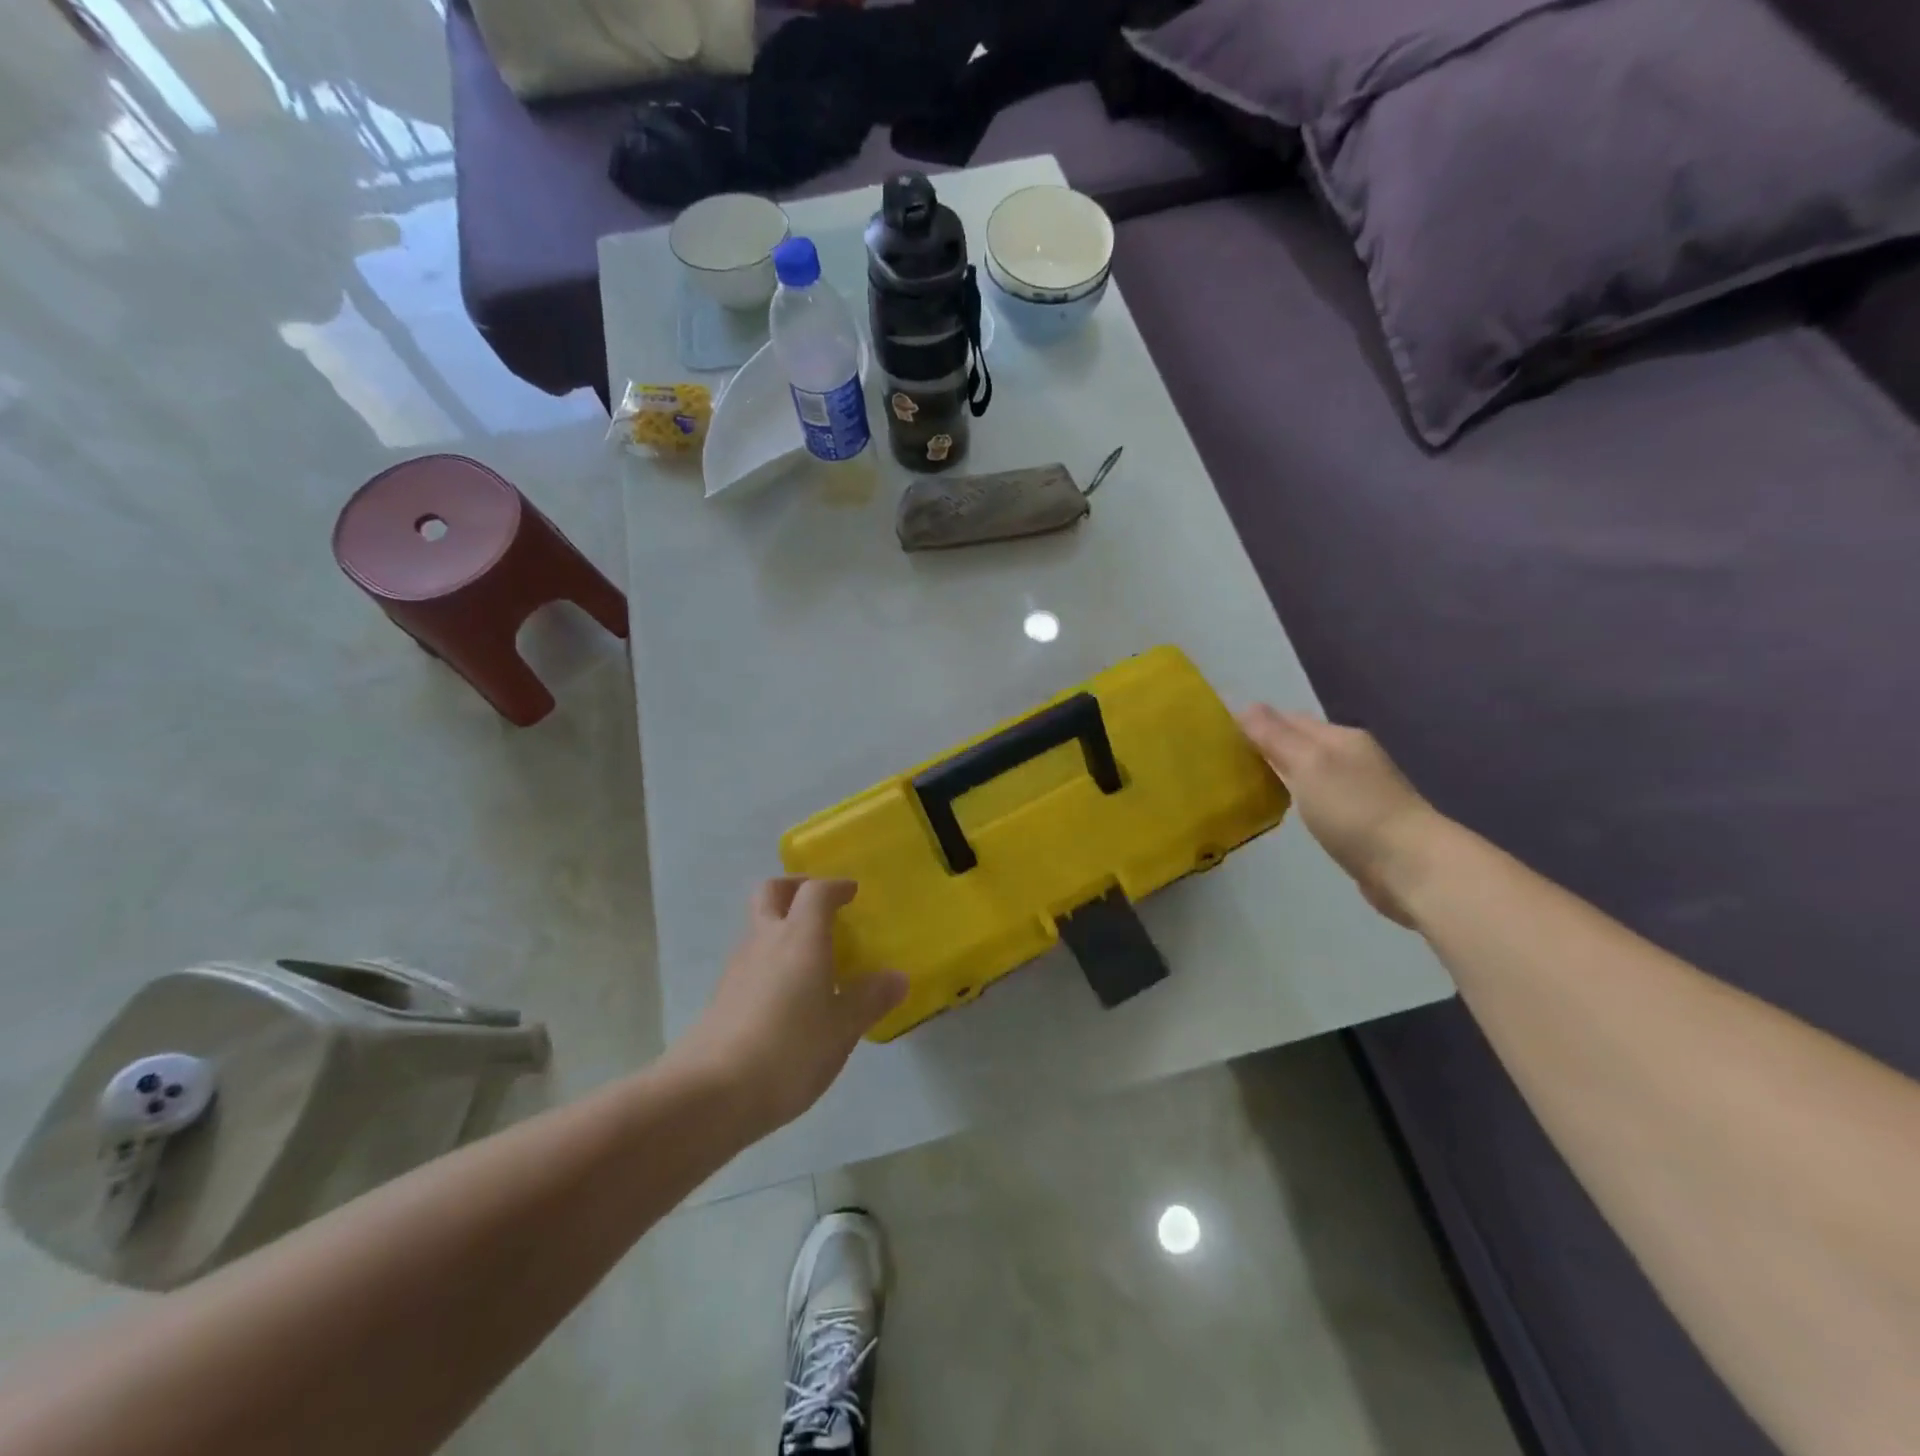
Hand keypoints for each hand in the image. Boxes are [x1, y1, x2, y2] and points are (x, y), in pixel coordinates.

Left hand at [676, 878, 906, 1136]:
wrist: (710, 1094)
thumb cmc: (789, 1050)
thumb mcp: (842, 1028)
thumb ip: (870, 999)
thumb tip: (897, 977)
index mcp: (800, 937)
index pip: (815, 891)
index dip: (835, 886)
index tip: (852, 892)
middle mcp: (765, 940)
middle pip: (771, 891)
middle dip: (795, 888)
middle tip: (821, 905)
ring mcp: (737, 967)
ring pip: (758, 925)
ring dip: (781, 925)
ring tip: (811, 956)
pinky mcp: (722, 996)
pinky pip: (751, 960)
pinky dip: (771, 959)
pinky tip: (789, 994)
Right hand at [1237, 706, 1442, 927]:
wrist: (1410, 867)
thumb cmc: (1354, 810)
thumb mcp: (1308, 765)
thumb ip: (1275, 737)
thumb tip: (1245, 706)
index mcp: (1340, 737)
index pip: (1288, 719)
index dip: (1256, 724)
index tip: (1219, 736)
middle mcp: (1351, 757)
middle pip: (1300, 744)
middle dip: (1267, 747)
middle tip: (1226, 761)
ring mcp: (1359, 790)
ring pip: (1309, 772)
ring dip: (1281, 773)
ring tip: (1246, 784)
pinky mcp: (1359, 822)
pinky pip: (1318, 799)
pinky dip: (1297, 798)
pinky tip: (1283, 809)